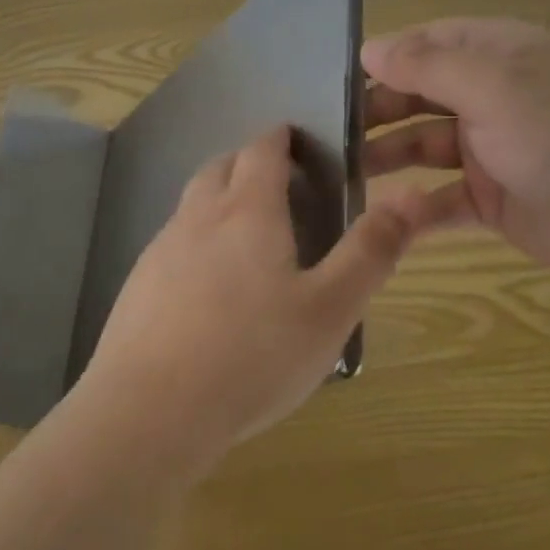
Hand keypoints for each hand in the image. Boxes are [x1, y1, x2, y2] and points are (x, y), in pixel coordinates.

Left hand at [81, 126, 430, 467]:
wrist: (150, 411)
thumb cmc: (252, 356)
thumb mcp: (329, 310)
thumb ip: (370, 252)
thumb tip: (410, 197)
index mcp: (248, 212)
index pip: (261, 150)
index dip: (280, 138)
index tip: (296, 139)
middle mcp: (199, 217)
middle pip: (221, 167)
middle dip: (248, 162)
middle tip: (279, 183)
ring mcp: (161, 250)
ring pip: (193, 203)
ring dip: (220, 197)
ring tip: (248, 231)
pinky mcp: (138, 285)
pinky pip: (173, 242)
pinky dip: (196, 239)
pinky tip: (209, 284)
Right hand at [361, 17, 549, 288]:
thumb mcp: (496, 87)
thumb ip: (429, 65)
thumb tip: (370, 48)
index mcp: (500, 56)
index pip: (430, 42)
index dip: (387, 57)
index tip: (338, 77)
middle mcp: (493, 97)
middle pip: (420, 95)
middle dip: (377, 110)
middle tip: (330, 130)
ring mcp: (493, 150)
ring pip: (425, 146)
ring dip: (387, 156)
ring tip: (344, 171)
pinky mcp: (493, 200)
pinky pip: (442, 199)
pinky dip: (416, 208)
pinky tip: (386, 216)